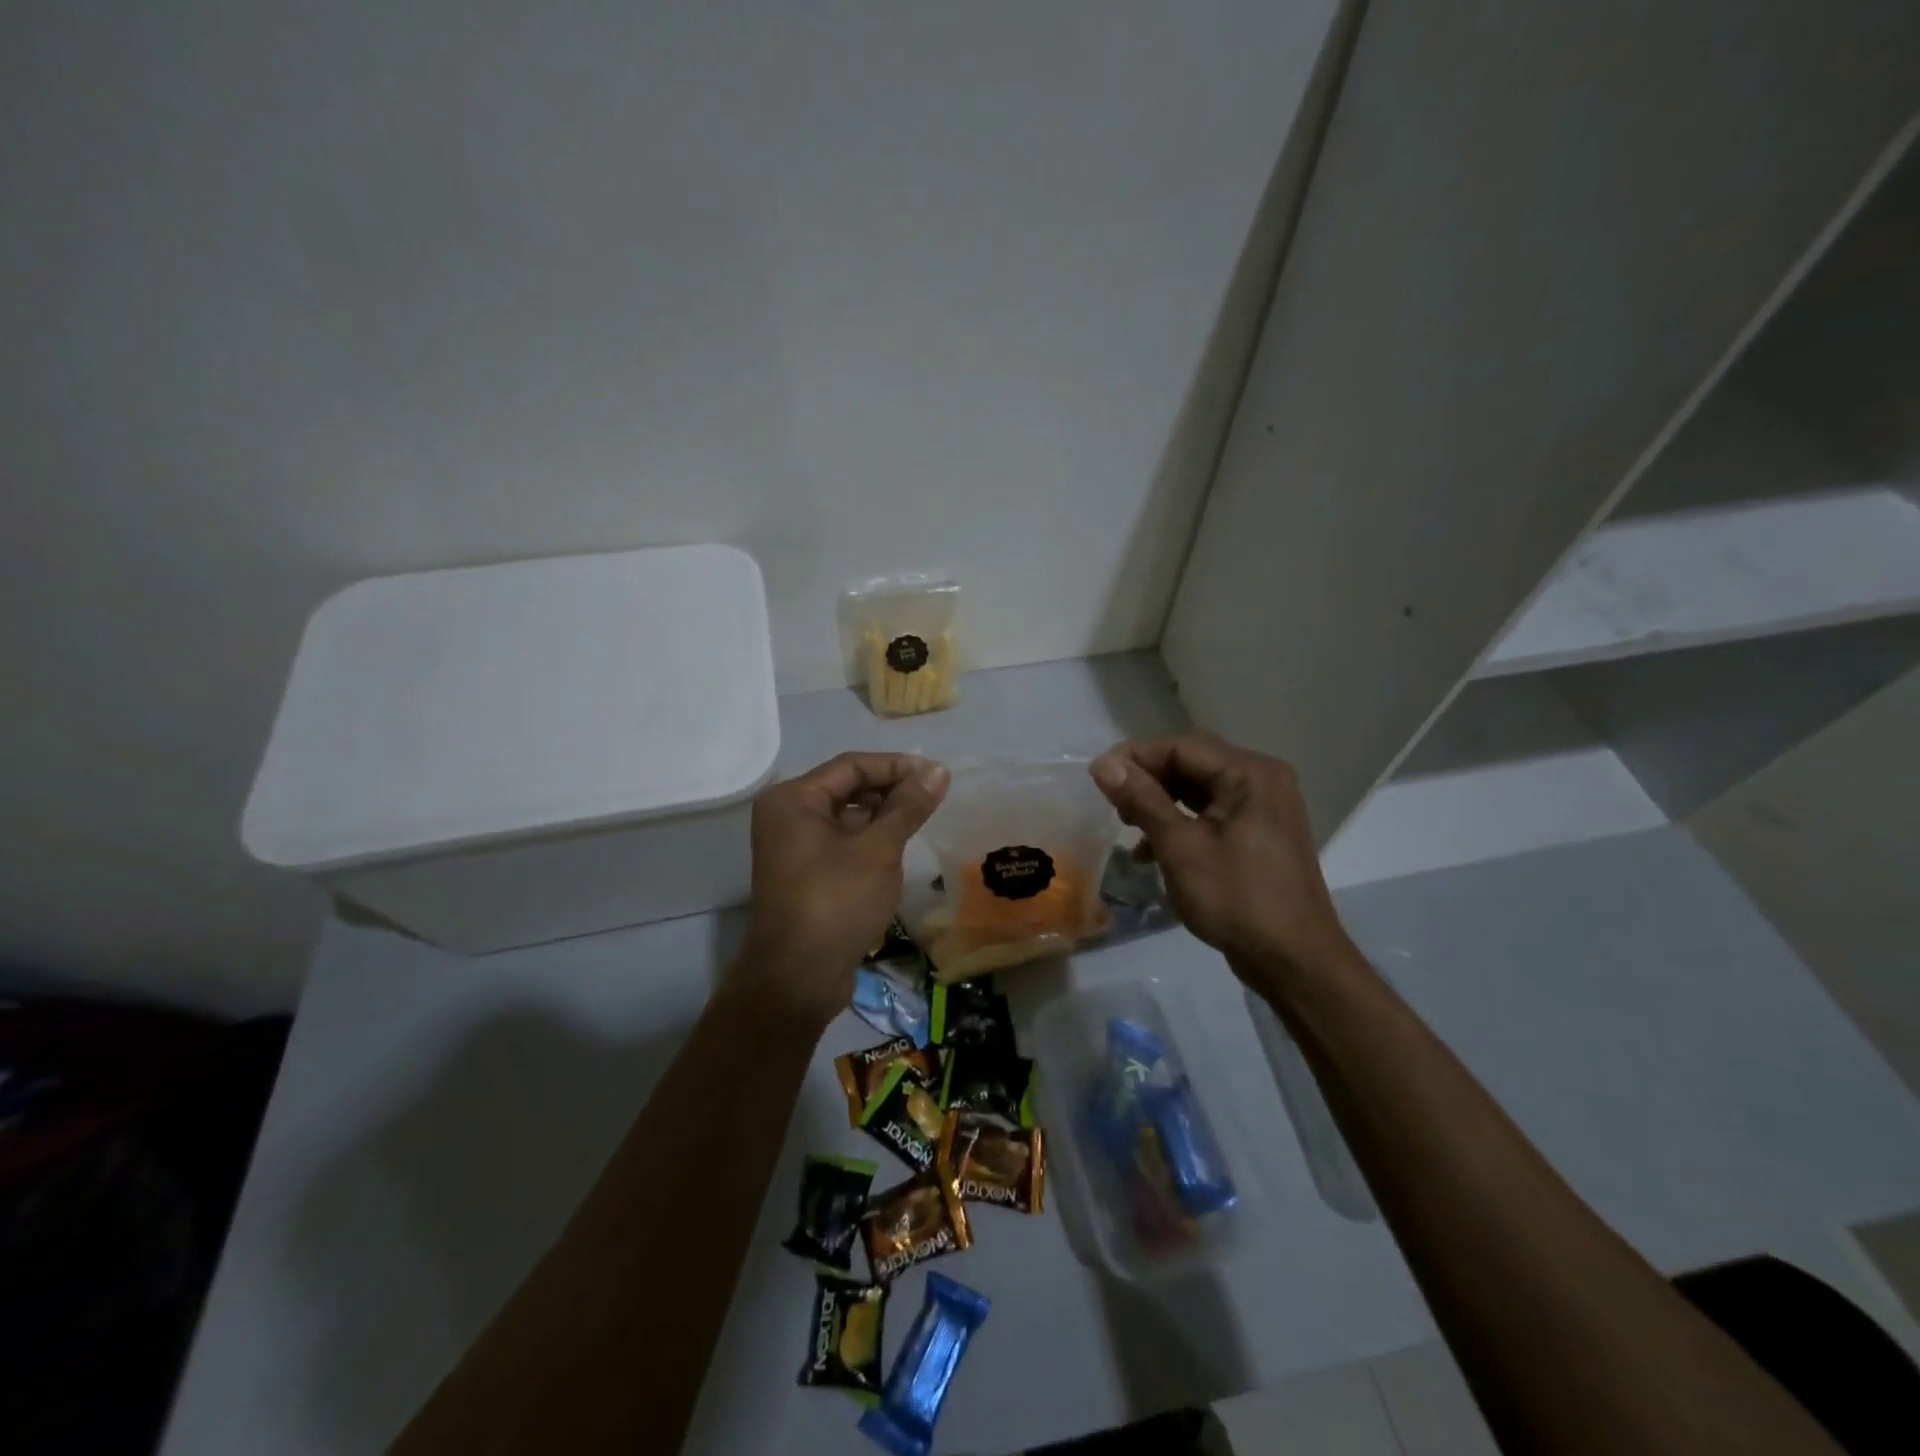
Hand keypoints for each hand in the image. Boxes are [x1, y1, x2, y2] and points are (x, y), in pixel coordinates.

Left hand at [736, 752, 950, 1026]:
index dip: (896, 766)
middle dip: (890, 790)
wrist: (797, 978)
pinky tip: (898, 849)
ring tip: (921, 821)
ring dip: (882, 816)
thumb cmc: (836, 901)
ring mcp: (793, 847)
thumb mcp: (879, 849)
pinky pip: (841, 842)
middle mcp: (787, 815)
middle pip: (847, 788)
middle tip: (933, 798)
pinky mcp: (804, 874)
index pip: (852, 765)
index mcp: (794, 799)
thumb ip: (908, 806)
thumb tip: (938, 770)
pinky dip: (869, 840)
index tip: (937, 775)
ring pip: (846, 817)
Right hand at [1089, 732, 1355, 985]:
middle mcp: (1262, 781)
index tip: (1097, 778)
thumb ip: (1142, 799)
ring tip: (1128, 826)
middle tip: (1113, 803)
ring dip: (1161, 804)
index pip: (1182, 747)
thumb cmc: (1237, 898)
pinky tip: (1152, 852)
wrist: (1294, 961)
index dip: (1136, 757)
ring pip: (1199, 790)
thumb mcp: (1180, 847)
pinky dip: (1181, 824)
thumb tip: (1103, 763)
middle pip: (1192, 764)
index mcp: (1250, 774)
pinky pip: (1212, 815)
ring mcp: (1264, 809)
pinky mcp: (1259, 835)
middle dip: (1148, 780)